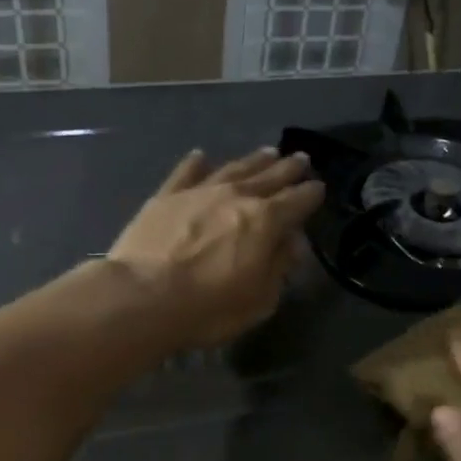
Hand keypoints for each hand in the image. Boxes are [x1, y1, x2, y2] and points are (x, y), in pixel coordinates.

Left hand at [109, 147, 323, 349]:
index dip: (311, 194)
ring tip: (267, 152)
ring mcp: (199, 191)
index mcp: (265, 221)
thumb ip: (279, 266)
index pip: (297, 201)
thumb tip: (292, 243)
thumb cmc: (208, 307)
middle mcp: (236, 196)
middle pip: (269, 177)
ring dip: (253, 160)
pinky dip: (196, 163)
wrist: (142, 297)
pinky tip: (202, 156)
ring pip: (233, 168)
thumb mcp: (259, 299)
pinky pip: (186, 172)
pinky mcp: (165, 196)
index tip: (319, 187)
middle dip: (288, 168)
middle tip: (301, 159)